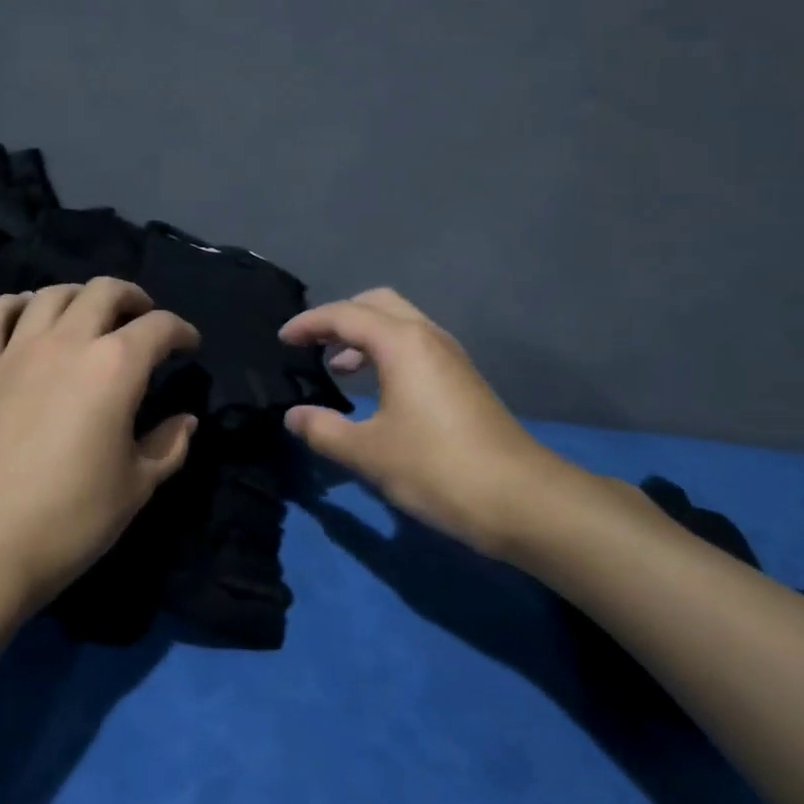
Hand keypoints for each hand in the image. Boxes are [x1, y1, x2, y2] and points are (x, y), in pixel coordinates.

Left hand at [0, 279, 200, 620]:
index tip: (189, 345)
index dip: (181, 330)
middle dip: (134, 298)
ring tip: (88, 315)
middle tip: (142, 319)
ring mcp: (15, 351)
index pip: (159, 327)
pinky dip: (16, 305)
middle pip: (105, 292)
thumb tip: (185, 420)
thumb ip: (168, 446)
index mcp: (115, 367)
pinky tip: (27, 315)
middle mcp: (67, 343)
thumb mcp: (135, 488)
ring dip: (80, 296)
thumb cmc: (68, 521)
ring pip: (52, 294)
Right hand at [279, 289, 649, 562]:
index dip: (308, 323)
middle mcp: (428, 336)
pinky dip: (387, 352)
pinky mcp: (463, 378)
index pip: (345, 315)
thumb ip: (323, 429)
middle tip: (313, 344)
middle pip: (377, 303)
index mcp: (402, 343)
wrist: (521, 500)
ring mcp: (451, 356)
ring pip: (400, 323)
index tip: (282, 340)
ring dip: (365, 335)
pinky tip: (376, 390)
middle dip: (340, 317)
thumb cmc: (437, 469)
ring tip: (339, 368)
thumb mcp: (368, 452)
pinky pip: (415, 345)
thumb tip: (294, 416)